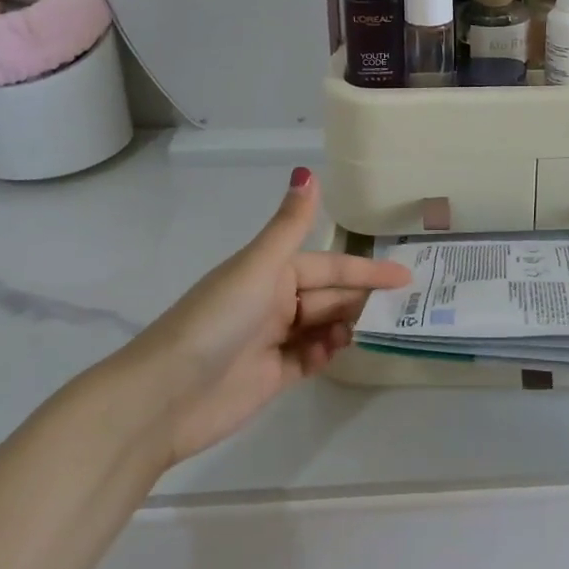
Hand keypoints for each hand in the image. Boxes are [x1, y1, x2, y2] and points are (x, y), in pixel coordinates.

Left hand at [102, 168, 410, 468]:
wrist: (164, 396)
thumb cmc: (216, 321)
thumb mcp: (257, 267)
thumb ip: (290, 225)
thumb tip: (308, 171)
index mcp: (271, 271)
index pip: (330, 265)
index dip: (366, 269)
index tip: (404, 276)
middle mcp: (273, 301)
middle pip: (329, 296)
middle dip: (360, 299)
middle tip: (401, 308)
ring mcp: (272, 340)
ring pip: (322, 326)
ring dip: (346, 326)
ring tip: (372, 332)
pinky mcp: (271, 376)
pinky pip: (309, 358)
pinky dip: (326, 354)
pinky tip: (337, 353)